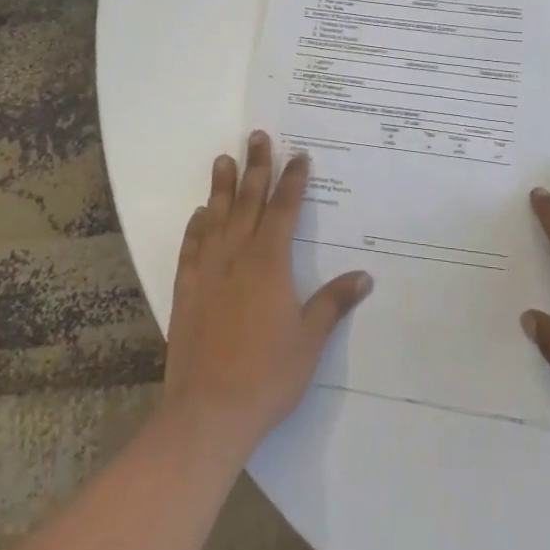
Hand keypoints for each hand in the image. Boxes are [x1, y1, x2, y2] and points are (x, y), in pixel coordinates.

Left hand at [161, 132, 373, 457]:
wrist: (207, 412)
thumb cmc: (267, 376)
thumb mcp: (310, 340)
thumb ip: (334, 303)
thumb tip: (364, 276)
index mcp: (269, 263)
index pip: (284, 210)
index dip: (293, 180)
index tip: (299, 155)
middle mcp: (237, 256)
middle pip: (249, 201)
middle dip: (256, 167)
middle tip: (257, 137)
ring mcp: (207, 271)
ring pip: (216, 217)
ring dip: (221, 187)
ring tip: (223, 160)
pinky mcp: (186, 291)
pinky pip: (191, 247)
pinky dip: (196, 226)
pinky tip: (199, 214)